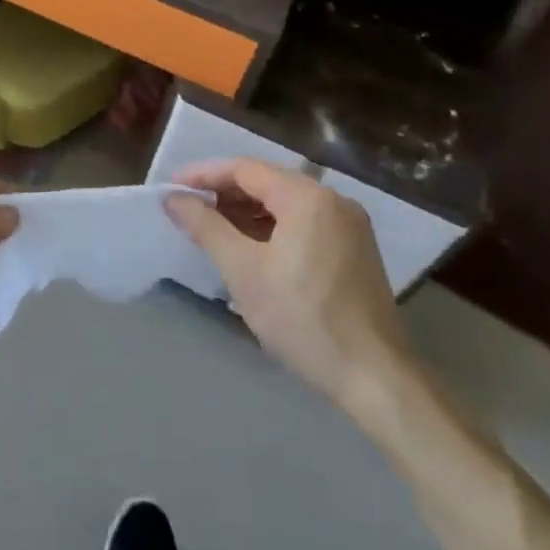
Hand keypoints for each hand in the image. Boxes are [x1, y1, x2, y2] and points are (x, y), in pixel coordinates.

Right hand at [166, 159, 411, 408]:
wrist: (376, 380)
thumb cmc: (303, 318)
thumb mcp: (243, 271)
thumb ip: (205, 227)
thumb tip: (173, 199)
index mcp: (307, 197)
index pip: (245, 169)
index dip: (204, 175)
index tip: (172, 189)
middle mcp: (333, 200)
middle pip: (267, 181)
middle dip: (225, 193)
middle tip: (189, 209)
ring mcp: (349, 226)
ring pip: (286, 203)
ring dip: (248, 211)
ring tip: (214, 229)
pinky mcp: (356, 251)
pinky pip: (305, 222)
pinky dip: (273, 227)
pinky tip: (252, 248)